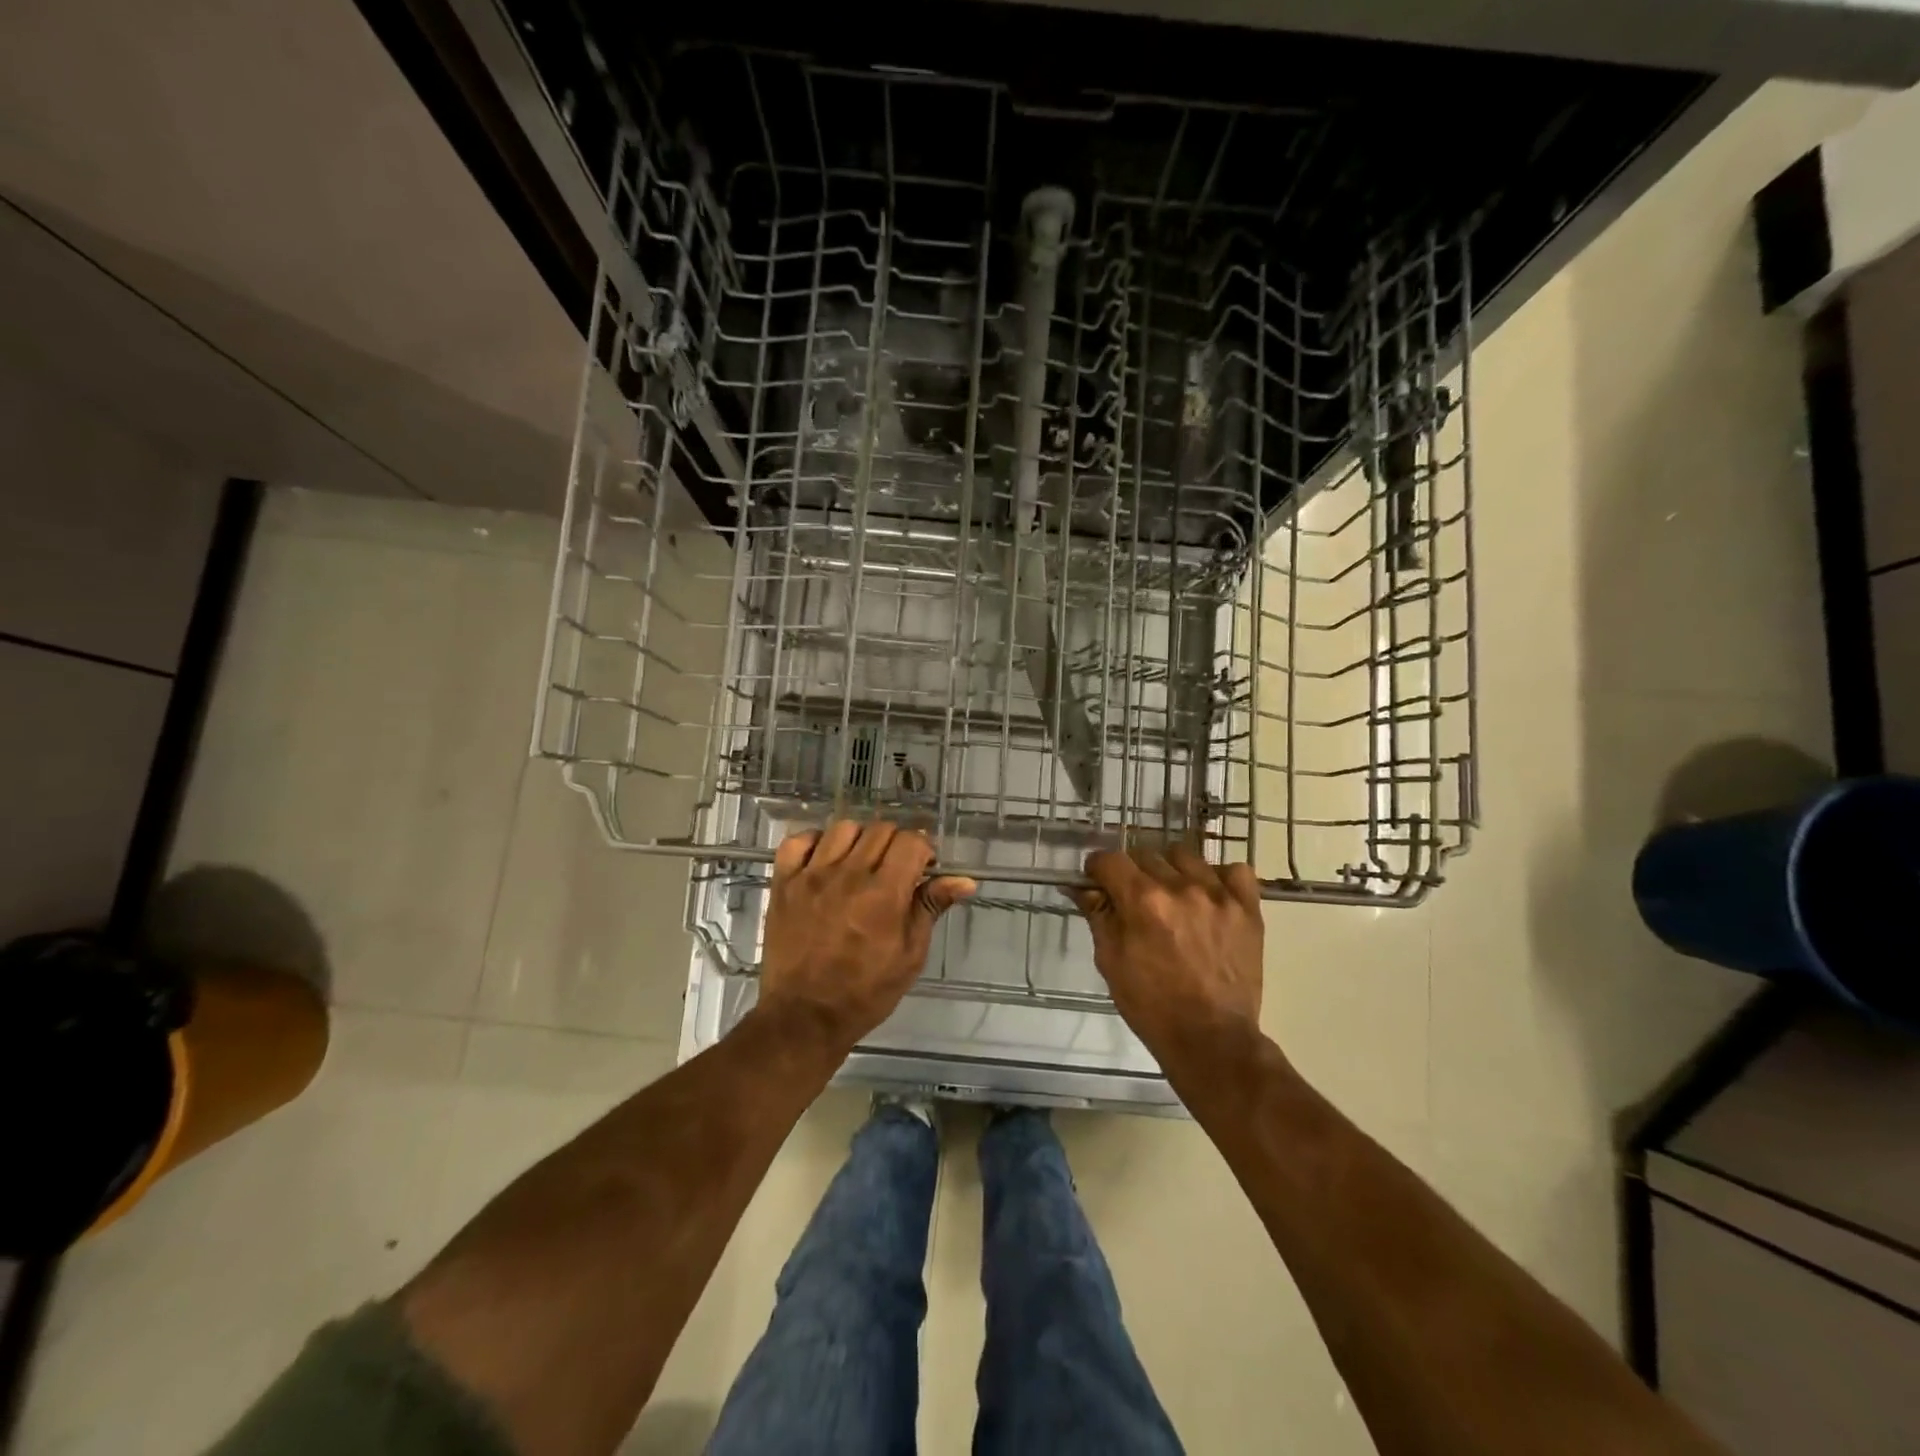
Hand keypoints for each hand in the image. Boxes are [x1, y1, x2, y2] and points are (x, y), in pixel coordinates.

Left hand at [759, 820, 975, 1050]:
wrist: (804, 1016)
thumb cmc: (865, 992)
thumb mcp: (910, 956)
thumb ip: (931, 909)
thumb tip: (964, 880)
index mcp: (884, 894)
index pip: (910, 841)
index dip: (923, 850)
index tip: (923, 868)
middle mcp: (848, 875)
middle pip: (880, 830)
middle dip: (896, 844)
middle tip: (896, 870)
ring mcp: (811, 876)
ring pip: (843, 828)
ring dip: (860, 840)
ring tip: (860, 865)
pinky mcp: (784, 883)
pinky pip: (798, 841)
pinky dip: (815, 843)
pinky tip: (824, 862)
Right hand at [1074, 846, 1264, 1053]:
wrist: (1211, 1038)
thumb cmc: (1151, 1005)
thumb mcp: (1111, 961)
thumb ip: (1098, 915)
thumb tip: (1080, 887)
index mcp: (1142, 901)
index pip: (1110, 859)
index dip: (1098, 869)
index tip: (1098, 882)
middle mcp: (1180, 887)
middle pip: (1146, 854)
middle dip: (1132, 873)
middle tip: (1134, 900)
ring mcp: (1218, 895)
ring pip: (1185, 857)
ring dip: (1171, 871)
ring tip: (1173, 897)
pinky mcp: (1248, 908)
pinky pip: (1234, 870)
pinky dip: (1219, 877)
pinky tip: (1210, 896)